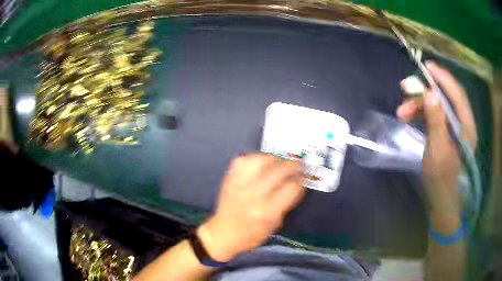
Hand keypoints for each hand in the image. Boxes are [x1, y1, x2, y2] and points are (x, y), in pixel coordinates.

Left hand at [197, 153, 304, 261]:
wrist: (223, 233)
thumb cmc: (252, 234)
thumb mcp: (275, 223)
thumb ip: (287, 202)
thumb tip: (298, 183)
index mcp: (267, 211)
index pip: (291, 188)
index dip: (301, 181)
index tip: (303, 179)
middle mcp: (253, 194)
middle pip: (279, 170)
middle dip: (293, 165)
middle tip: (299, 166)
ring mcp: (240, 184)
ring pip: (261, 160)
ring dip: (275, 159)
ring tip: (281, 162)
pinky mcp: (230, 178)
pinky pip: (244, 160)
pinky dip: (256, 158)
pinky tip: (262, 163)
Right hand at [397, 61, 476, 233]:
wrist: (442, 204)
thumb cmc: (442, 181)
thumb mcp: (438, 151)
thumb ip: (436, 121)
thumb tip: (430, 93)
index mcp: (466, 126)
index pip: (456, 93)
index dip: (442, 77)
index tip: (426, 66)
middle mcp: (462, 123)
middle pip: (445, 97)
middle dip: (425, 91)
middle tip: (405, 89)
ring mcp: (455, 130)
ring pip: (438, 106)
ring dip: (420, 105)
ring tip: (401, 113)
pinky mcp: (447, 136)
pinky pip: (435, 116)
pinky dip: (422, 114)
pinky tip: (411, 118)